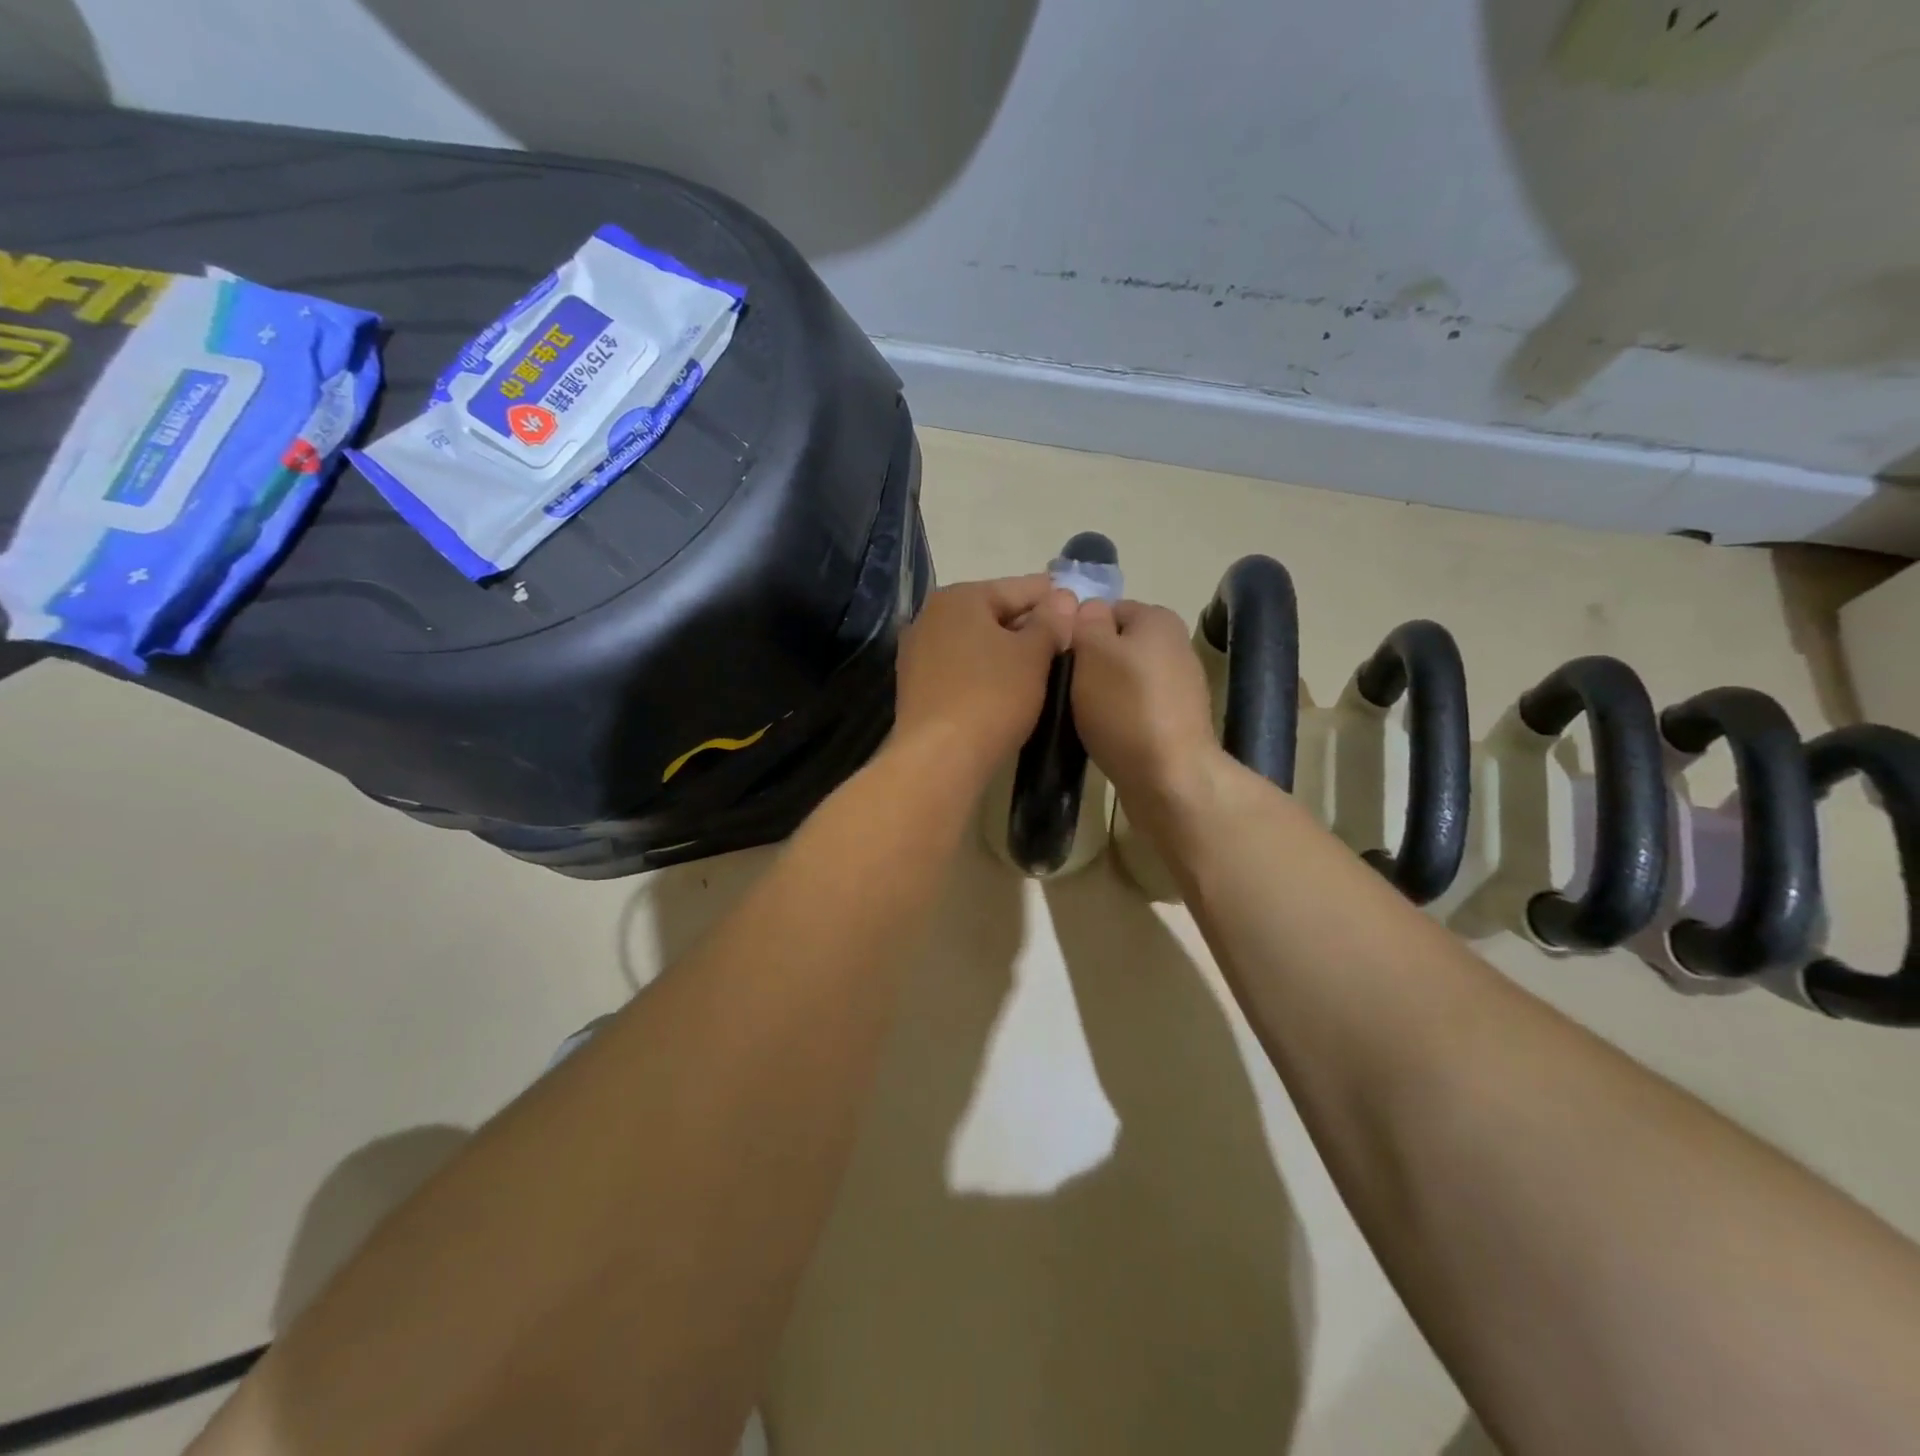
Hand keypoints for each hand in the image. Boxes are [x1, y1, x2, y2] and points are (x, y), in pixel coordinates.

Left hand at [893, 576, 1076, 779]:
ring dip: (1006, 649)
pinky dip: (984, 670)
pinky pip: (960, 666)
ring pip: (976, 641)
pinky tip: (1006, 686)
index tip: (1080, 607)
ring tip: (1041, 665)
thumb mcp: (1032, 655)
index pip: (1019, 588)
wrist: (939, 757)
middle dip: (1029, 624)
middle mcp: (931, 615)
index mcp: (960, 597)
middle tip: (1065, 641)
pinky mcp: (916, 685)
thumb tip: (1063, 598)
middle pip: (993, 612)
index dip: (1054, 597)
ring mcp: (918, 651)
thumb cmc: (992, 695)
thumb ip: (1050, 622)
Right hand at [1070, 599, 1222, 810]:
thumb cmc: (1125, 706)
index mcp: (1158, 619)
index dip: (1077, 630)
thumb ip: (1086, 621)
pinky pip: (1134, 709)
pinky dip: (1116, 718)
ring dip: (1100, 693)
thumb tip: (1088, 609)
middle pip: (1115, 645)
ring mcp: (1178, 686)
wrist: (1169, 777)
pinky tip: (1102, 734)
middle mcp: (1174, 645)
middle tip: (1062, 687)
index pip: (1105, 609)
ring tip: (1079, 714)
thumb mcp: (1093, 651)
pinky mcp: (1175, 722)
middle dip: (1088, 663)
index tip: (1058, 657)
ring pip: (1122, 679)